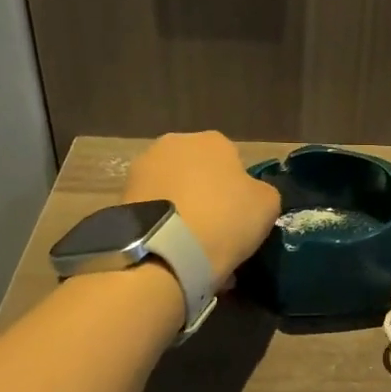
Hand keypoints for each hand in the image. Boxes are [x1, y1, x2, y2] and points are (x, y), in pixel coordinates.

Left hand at [122, 131, 281, 282]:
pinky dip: (164, 226)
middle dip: (207, 197)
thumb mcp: (268, 205)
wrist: (166, 250)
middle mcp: (174, 144)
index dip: (239, 190)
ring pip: (174, 192)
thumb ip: (261, 192)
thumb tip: (249, 195)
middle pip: (198, 173)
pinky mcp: (122, 196)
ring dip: (184, 211)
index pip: (232, 161)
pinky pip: (154, 211)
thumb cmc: (225, 219)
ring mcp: (142, 168)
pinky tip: (173, 251)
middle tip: (217, 232)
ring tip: (193, 247)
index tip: (240, 217)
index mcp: (212, 140)